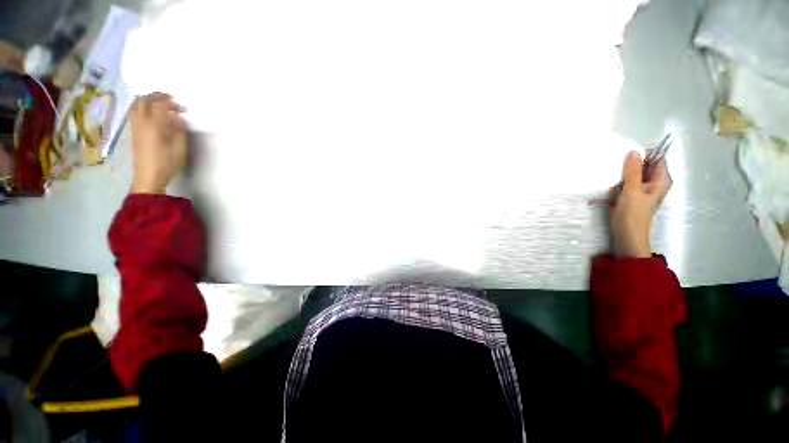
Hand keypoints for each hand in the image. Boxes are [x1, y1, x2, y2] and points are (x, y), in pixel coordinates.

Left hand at [130, 93, 187, 193]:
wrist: (148, 175)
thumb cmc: (167, 163)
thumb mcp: (179, 148)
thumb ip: (179, 130)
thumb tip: (179, 118)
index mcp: (154, 126)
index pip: (161, 106)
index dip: (172, 103)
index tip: (183, 108)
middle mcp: (142, 122)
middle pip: (145, 100)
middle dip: (158, 96)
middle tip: (171, 98)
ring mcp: (135, 125)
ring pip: (137, 104)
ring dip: (148, 99)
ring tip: (160, 102)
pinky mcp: (133, 130)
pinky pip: (135, 111)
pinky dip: (143, 105)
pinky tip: (151, 111)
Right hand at [609, 151, 671, 257]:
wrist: (627, 235)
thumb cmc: (633, 213)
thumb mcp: (632, 190)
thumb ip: (632, 171)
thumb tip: (633, 151)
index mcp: (661, 179)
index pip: (656, 158)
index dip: (643, 155)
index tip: (626, 156)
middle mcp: (654, 182)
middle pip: (644, 165)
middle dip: (629, 166)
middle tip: (617, 169)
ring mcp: (643, 189)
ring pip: (632, 174)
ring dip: (622, 176)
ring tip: (614, 181)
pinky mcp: (632, 195)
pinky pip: (626, 183)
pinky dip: (619, 184)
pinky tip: (612, 189)